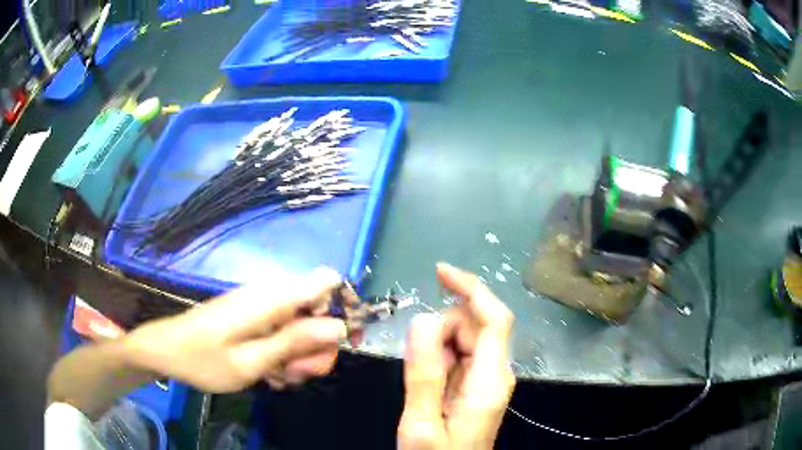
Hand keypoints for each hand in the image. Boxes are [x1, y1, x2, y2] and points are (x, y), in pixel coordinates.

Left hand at [124, 268, 345, 391]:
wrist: (166, 350)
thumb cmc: (204, 359)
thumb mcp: (250, 361)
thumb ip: (294, 342)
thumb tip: (338, 326)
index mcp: (270, 299)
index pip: (325, 280)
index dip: (342, 306)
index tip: (342, 340)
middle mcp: (270, 295)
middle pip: (318, 309)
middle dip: (318, 345)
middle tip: (298, 373)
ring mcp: (261, 305)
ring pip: (303, 324)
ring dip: (301, 354)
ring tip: (280, 376)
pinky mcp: (255, 316)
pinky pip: (284, 330)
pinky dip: (285, 353)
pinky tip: (271, 371)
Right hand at [398, 263, 515, 449]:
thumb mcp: (421, 425)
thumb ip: (423, 375)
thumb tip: (421, 319)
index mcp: (490, 381)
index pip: (493, 319)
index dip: (471, 288)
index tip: (438, 272)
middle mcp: (495, 373)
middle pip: (473, 325)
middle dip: (441, 330)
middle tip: (414, 363)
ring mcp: (486, 379)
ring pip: (463, 339)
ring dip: (436, 347)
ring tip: (419, 382)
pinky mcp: (474, 386)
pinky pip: (457, 356)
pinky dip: (437, 358)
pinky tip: (425, 383)